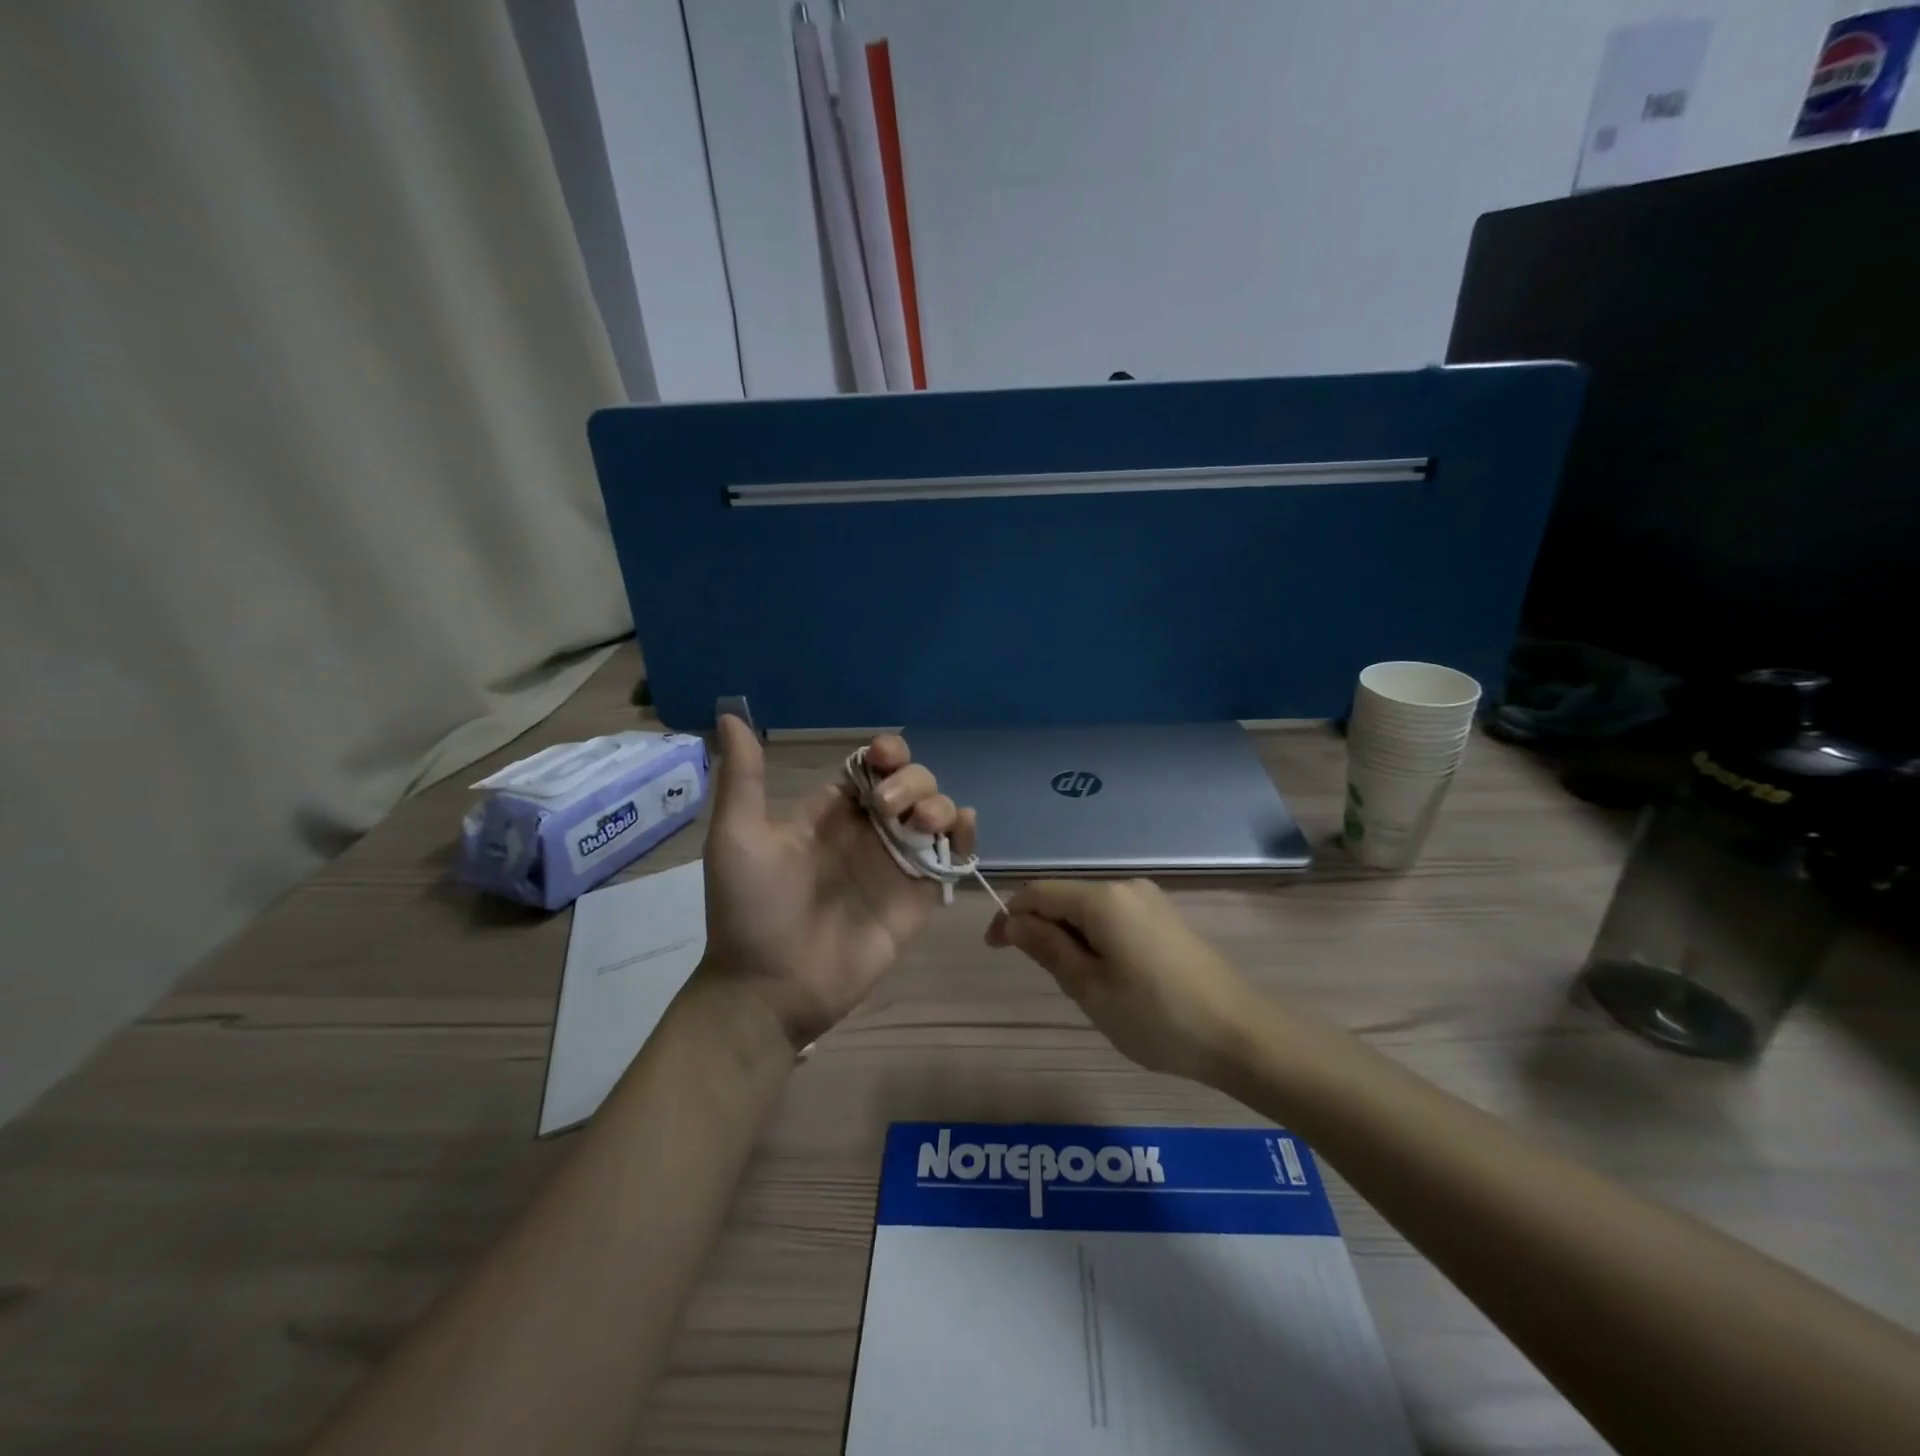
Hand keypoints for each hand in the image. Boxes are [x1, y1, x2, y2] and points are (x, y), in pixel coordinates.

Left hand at [700, 716, 975, 1050]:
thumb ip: (745, 778)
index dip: (885, 752)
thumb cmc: (750, 911)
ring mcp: (897, 863)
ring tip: (919, 823)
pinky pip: (953, 856)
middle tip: (886, 809)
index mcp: (831, 813)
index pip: (871, 766)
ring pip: (937, 811)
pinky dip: (965, 835)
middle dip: (911, 780)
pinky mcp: (919, 896)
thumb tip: (730, 714)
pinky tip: (960, 828)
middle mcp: (869, 831)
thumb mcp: (738, 838)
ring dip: (939, 802)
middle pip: (911, 782)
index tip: (882, 756)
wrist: (770, 988)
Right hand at [986, 879, 1258, 1084]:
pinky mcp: (1167, 918)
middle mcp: (1126, 886)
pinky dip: (1098, 941)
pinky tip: (1114, 979)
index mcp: (1102, 898)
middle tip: (1053, 982)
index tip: (994, 951)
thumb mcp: (1090, 988)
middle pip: (1065, 898)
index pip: (1038, 892)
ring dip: (1072, 939)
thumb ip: (1047, 948)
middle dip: (1044, 931)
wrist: (1241, 1034)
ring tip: (1087, 988)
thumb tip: (1011, 922)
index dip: (1009, 916)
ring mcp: (1151, 900)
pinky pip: (1115, 919)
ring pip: (1090, 911)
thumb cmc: (1156, 1016)